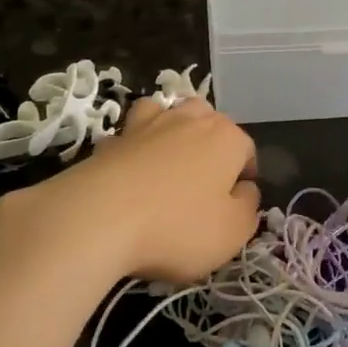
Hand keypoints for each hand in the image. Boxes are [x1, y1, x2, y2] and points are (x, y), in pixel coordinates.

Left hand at [19, 95, 260, 284]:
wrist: (98, 218)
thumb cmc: (178, 227)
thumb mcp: (232, 232)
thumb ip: (249, 207)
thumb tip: (246, 190)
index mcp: (227, 138)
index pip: (247, 150)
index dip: (245, 177)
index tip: (234, 206)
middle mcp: (190, 119)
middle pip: (210, 122)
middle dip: (212, 146)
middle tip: (204, 186)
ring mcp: (148, 124)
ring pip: (170, 114)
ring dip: (174, 131)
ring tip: (169, 164)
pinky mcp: (113, 138)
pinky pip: (133, 133)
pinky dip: (137, 144)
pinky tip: (133, 168)